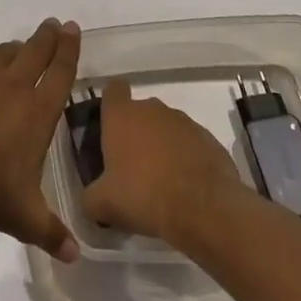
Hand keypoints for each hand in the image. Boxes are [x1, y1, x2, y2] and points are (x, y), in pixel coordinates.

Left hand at [0, 19, 80, 261]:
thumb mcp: (29, 219)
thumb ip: (52, 232)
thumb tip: (73, 258)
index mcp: (39, 113)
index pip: (61, 72)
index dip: (69, 49)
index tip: (72, 30)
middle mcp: (14, 88)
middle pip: (35, 51)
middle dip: (46, 37)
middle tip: (53, 25)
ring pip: (1, 53)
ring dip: (12, 50)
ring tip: (15, 50)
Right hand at [82, 79, 246, 245]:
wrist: (204, 210)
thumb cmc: (144, 195)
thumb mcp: (103, 204)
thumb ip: (90, 197)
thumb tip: (90, 200)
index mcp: (121, 115)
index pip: (113, 90)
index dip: (111, 105)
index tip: (109, 127)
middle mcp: (152, 109)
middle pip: (140, 111)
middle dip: (137, 132)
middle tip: (133, 166)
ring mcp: (184, 122)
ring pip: (166, 127)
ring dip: (163, 146)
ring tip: (162, 181)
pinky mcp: (210, 140)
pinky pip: (191, 144)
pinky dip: (187, 159)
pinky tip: (187, 188)